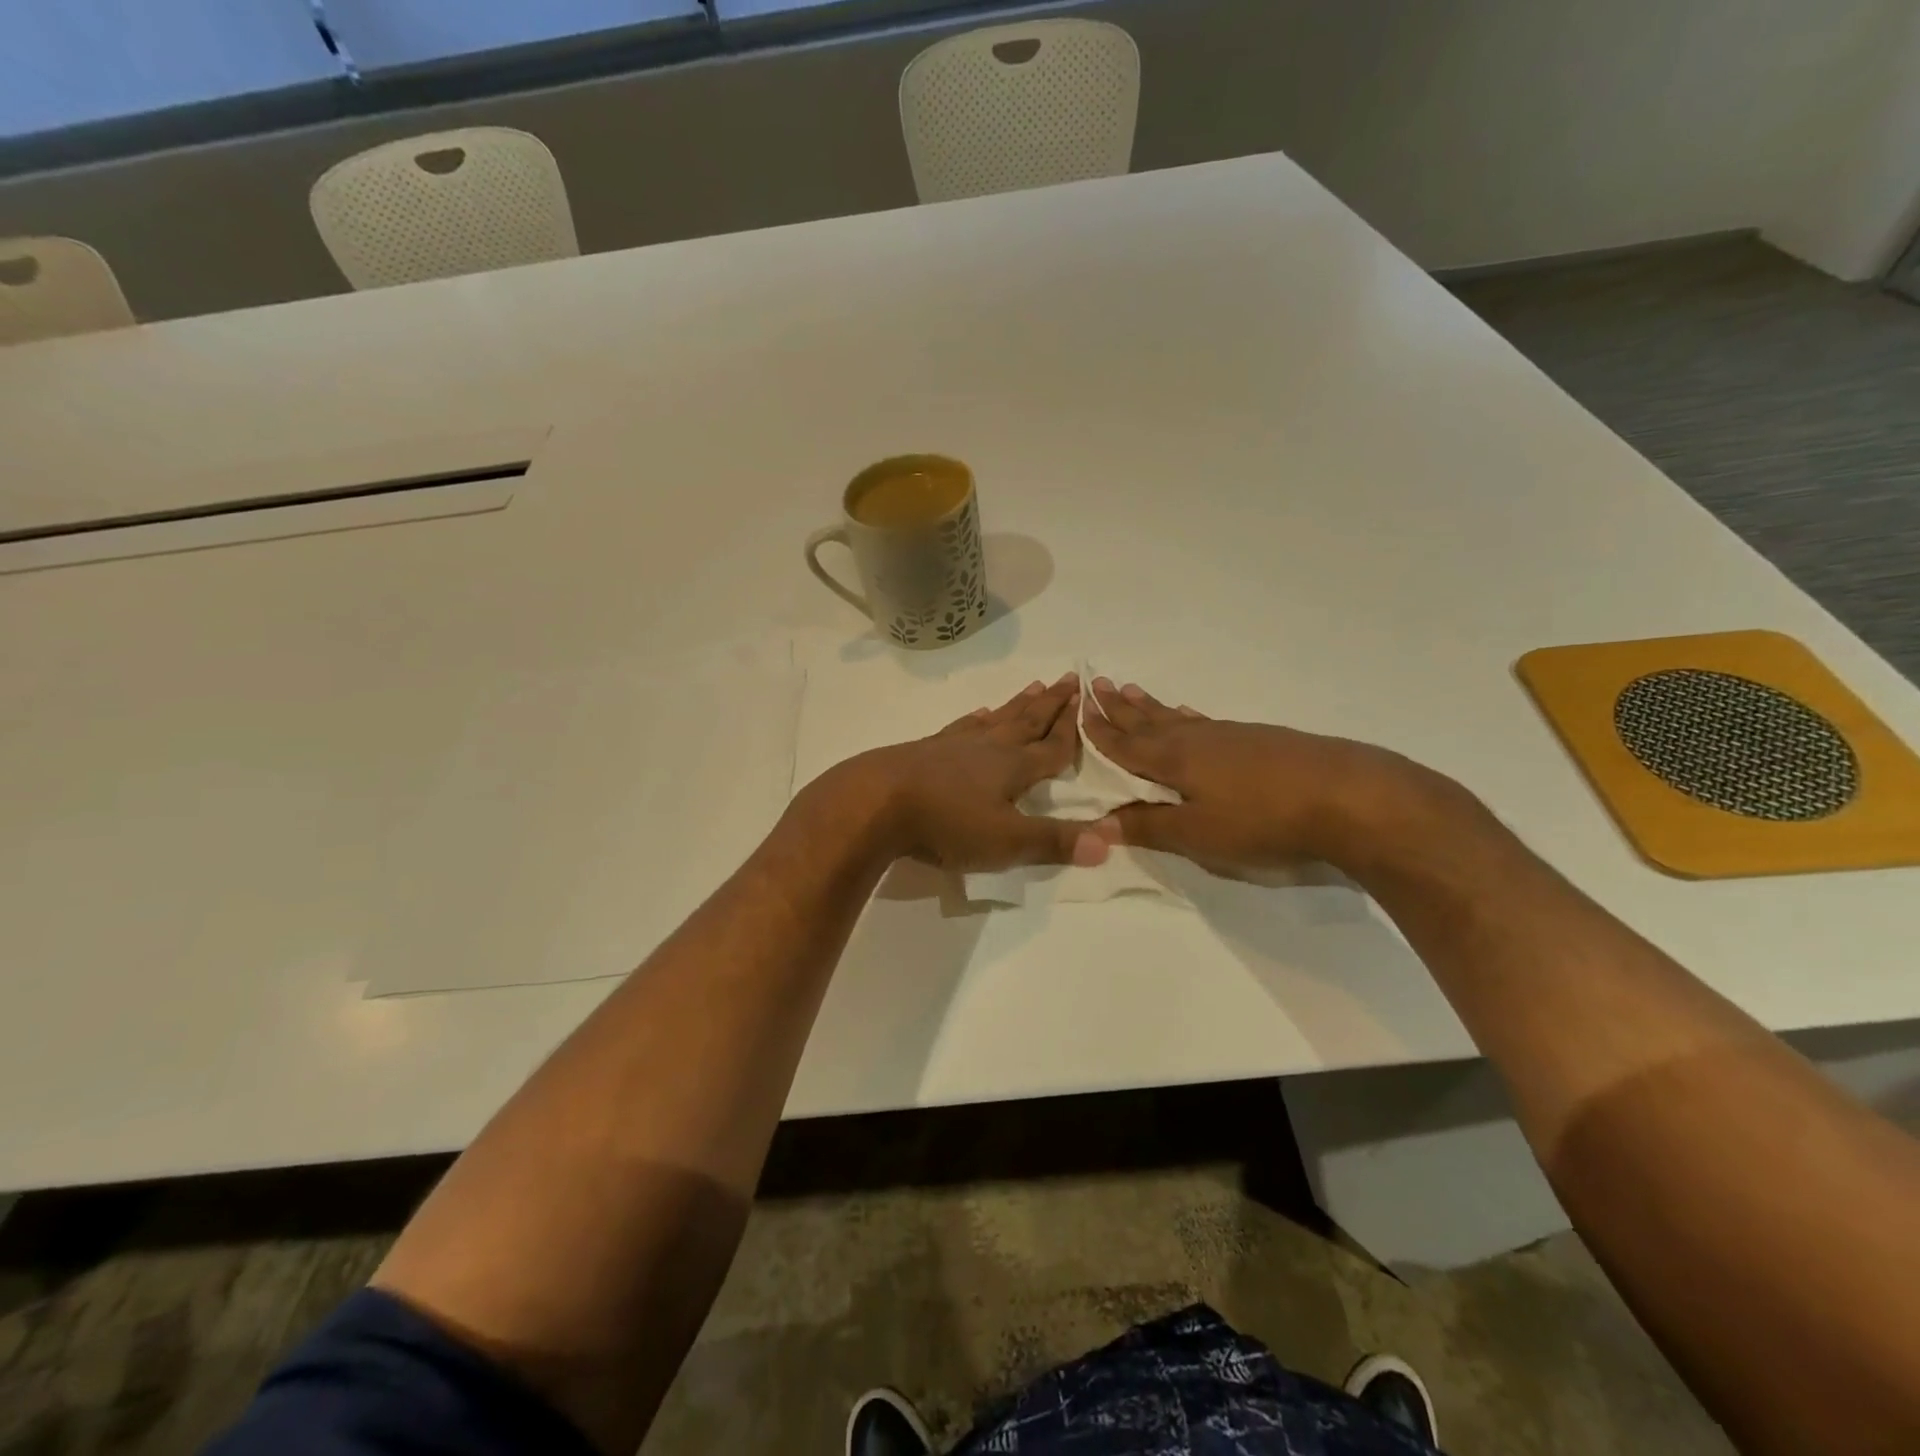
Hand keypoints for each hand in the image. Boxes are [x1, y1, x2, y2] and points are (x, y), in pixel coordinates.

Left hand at [842, 674, 1110, 872]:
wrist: (874, 802)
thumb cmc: (945, 824)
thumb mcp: (1006, 841)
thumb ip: (1055, 841)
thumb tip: (1110, 841)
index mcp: (1013, 768)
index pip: (1053, 746)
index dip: (1072, 729)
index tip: (1088, 701)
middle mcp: (989, 748)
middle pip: (1027, 721)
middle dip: (1051, 704)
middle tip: (1068, 679)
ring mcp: (955, 745)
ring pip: (996, 719)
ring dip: (1018, 705)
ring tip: (1034, 686)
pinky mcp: (926, 749)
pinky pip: (960, 728)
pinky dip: (974, 720)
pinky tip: (977, 715)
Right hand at [1081, 678, 1459, 874]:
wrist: (1348, 796)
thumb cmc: (1262, 819)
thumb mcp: (1198, 834)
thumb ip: (1148, 826)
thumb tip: (1099, 820)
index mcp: (1174, 760)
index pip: (1126, 744)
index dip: (1100, 731)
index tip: (1078, 709)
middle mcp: (1197, 740)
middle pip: (1148, 721)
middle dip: (1121, 709)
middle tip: (1098, 684)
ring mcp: (1231, 736)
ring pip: (1178, 717)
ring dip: (1151, 707)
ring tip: (1132, 691)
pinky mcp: (1260, 740)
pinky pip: (1206, 721)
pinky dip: (1188, 716)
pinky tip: (1190, 714)